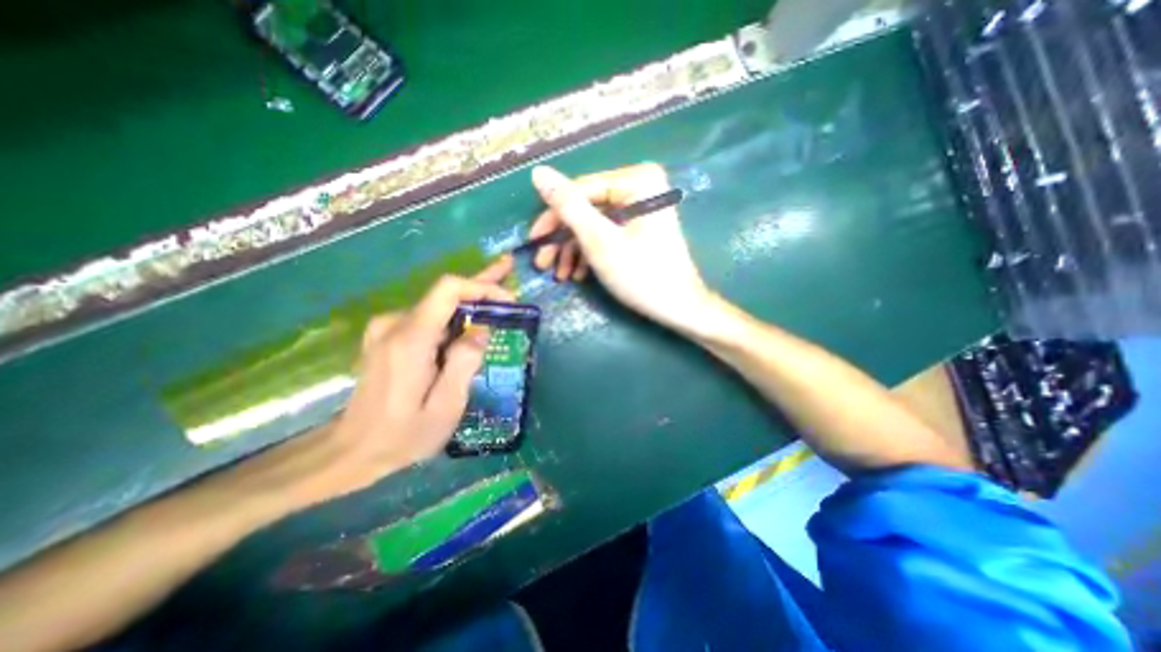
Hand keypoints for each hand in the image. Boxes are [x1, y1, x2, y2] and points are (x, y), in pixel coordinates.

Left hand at [322, 256, 510, 494]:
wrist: (351, 450)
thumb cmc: (403, 435)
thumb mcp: (445, 407)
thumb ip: (464, 364)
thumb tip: (481, 331)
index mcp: (411, 339)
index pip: (448, 290)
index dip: (481, 286)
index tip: (508, 298)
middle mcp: (395, 324)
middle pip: (444, 292)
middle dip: (480, 284)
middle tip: (507, 268)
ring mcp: (387, 328)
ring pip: (438, 305)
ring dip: (470, 302)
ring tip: (498, 300)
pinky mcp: (388, 336)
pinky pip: (429, 317)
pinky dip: (454, 316)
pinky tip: (472, 321)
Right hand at [530, 165, 711, 333]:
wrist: (680, 308)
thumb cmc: (641, 275)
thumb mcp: (600, 241)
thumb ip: (569, 206)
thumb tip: (538, 172)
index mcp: (637, 180)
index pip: (581, 190)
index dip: (552, 217)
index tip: (532, 242)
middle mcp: (640, 186)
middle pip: (587, 208)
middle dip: (563, 239)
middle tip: (543, 263)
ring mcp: (642, 207)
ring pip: (595, 223)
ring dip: (574, 250)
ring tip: (560, 275)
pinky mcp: (641, 227)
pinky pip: (608, 233)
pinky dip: (590, 253)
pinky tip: (577, 273)